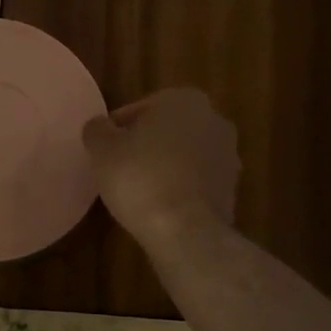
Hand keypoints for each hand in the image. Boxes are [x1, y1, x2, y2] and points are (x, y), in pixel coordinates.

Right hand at [83, 88, 238, 247]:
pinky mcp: (232, 189)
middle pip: (167, 130)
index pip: (142, 108)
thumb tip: (100, 127)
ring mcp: (228, 156)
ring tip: (137, 190)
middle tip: (119, 166)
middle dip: (146, 145)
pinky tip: (158, 206)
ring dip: (164, 166)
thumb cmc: (140, 178)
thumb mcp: (102, 149)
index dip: (119, 128)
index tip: (105, 148)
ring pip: (184, 155)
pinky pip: (196, 181)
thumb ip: (97, 130)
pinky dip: (179, 188)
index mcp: (185, 99)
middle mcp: (214, 120)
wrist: (185, 230)